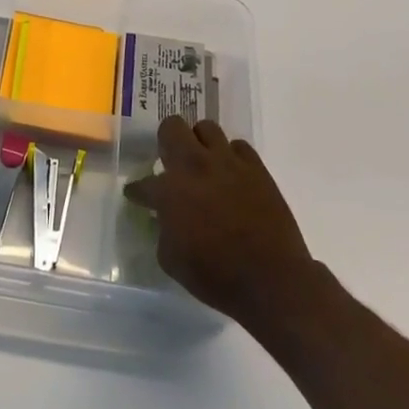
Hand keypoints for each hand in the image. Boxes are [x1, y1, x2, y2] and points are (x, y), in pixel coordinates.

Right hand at [123, 116, 317, 334]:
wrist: (271, 280)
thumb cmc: (216, 276)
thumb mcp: (171, 260)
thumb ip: (163, 230)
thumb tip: (166, 218)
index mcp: (169, 191)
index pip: (143, 183)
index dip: (137, 191)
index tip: (137, 196)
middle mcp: (195, 166)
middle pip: (172, 128)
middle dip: (166, 142)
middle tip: (170, 162)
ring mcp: (227, 163)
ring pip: (206, 128)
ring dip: (199, 142)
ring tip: (202, 162)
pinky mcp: (256, 168)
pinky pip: (238, 146)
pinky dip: (231, 156)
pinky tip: (231, 173)